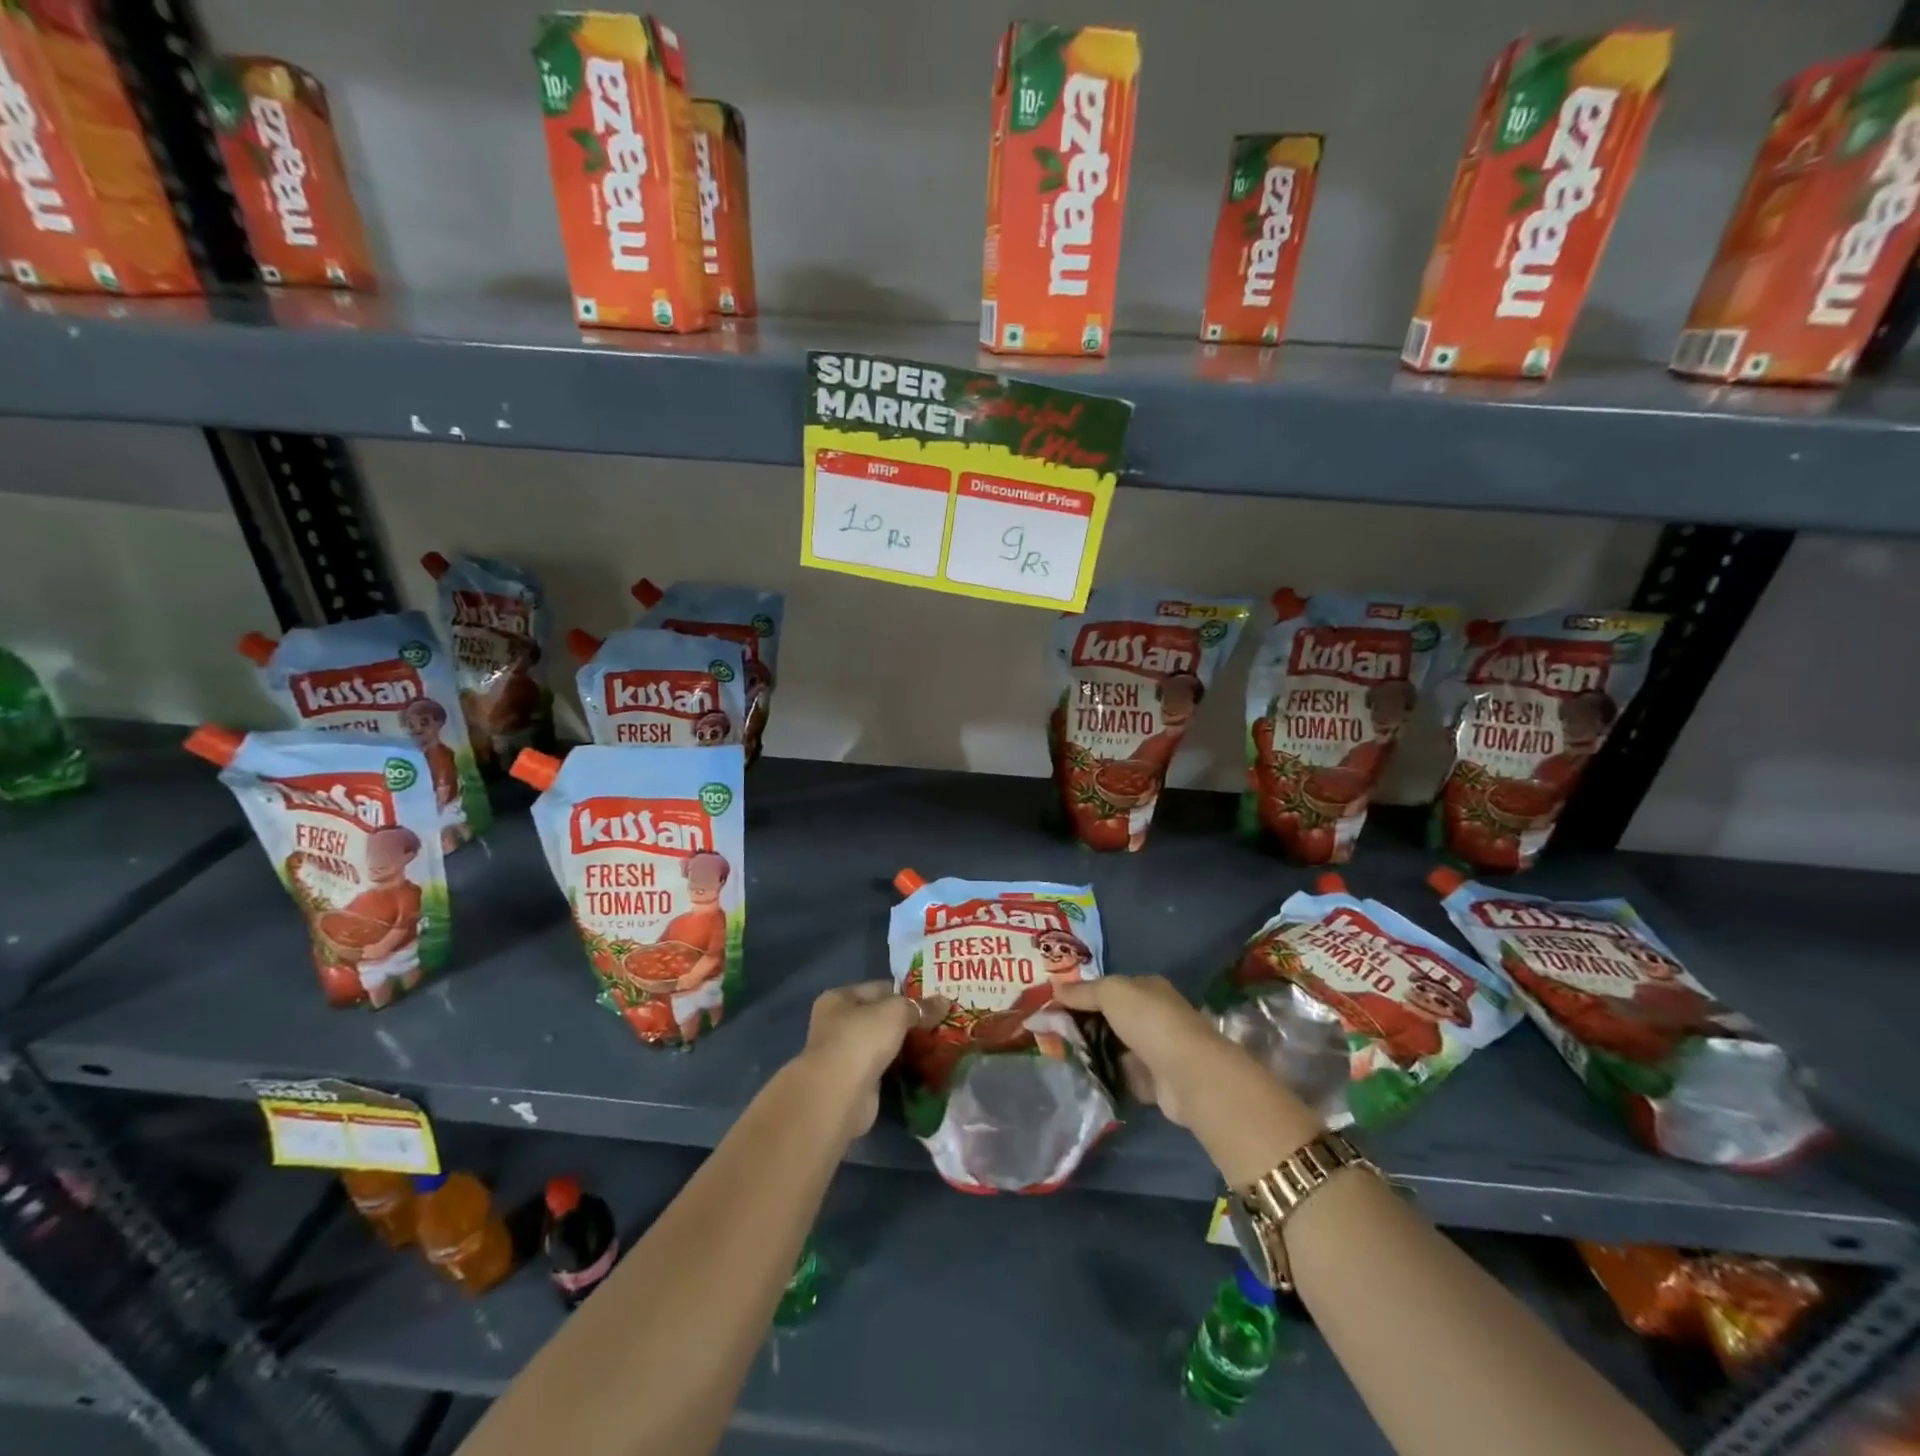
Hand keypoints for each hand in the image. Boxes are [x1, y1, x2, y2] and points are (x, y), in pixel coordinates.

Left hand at [798, 982, 950, 1139]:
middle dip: (909, 1021)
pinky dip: (901, 1067)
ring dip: (906, 1046)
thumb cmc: (861, 1040)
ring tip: (938, 1044)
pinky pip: (885, 1067)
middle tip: (941, 1023)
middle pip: (881, 1017)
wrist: (839, 1096)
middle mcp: (837, 1023)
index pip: (880, 988)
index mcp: (839, 998)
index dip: (907, 993)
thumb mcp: (896, 1013)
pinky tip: (924, 1067)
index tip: (935, 1001)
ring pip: (884, 1043)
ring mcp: (845, 1054)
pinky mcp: (856, 1081)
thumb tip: (945, 1001)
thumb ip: (920, 1006)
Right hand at [1053, 976, 1324, 1185]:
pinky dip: (1107, 1078)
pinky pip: (1123, 1077)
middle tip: (1052, 1033)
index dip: (1083, 995)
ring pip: (1115, 1048)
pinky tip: (1084, 1078)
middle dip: (1085, 1025)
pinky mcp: (1155, 1083)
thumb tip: (1054, 987)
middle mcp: (1154, 1016)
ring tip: (1061, 1056)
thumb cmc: (1149, 1022)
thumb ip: (1083, 991)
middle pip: (1111, 1018)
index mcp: (1147, 988)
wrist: (1188, 1074)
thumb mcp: (1111, 993)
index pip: (1110, 988)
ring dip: (1094, 1053)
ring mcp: (1156, 1050)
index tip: (1054, 1006)